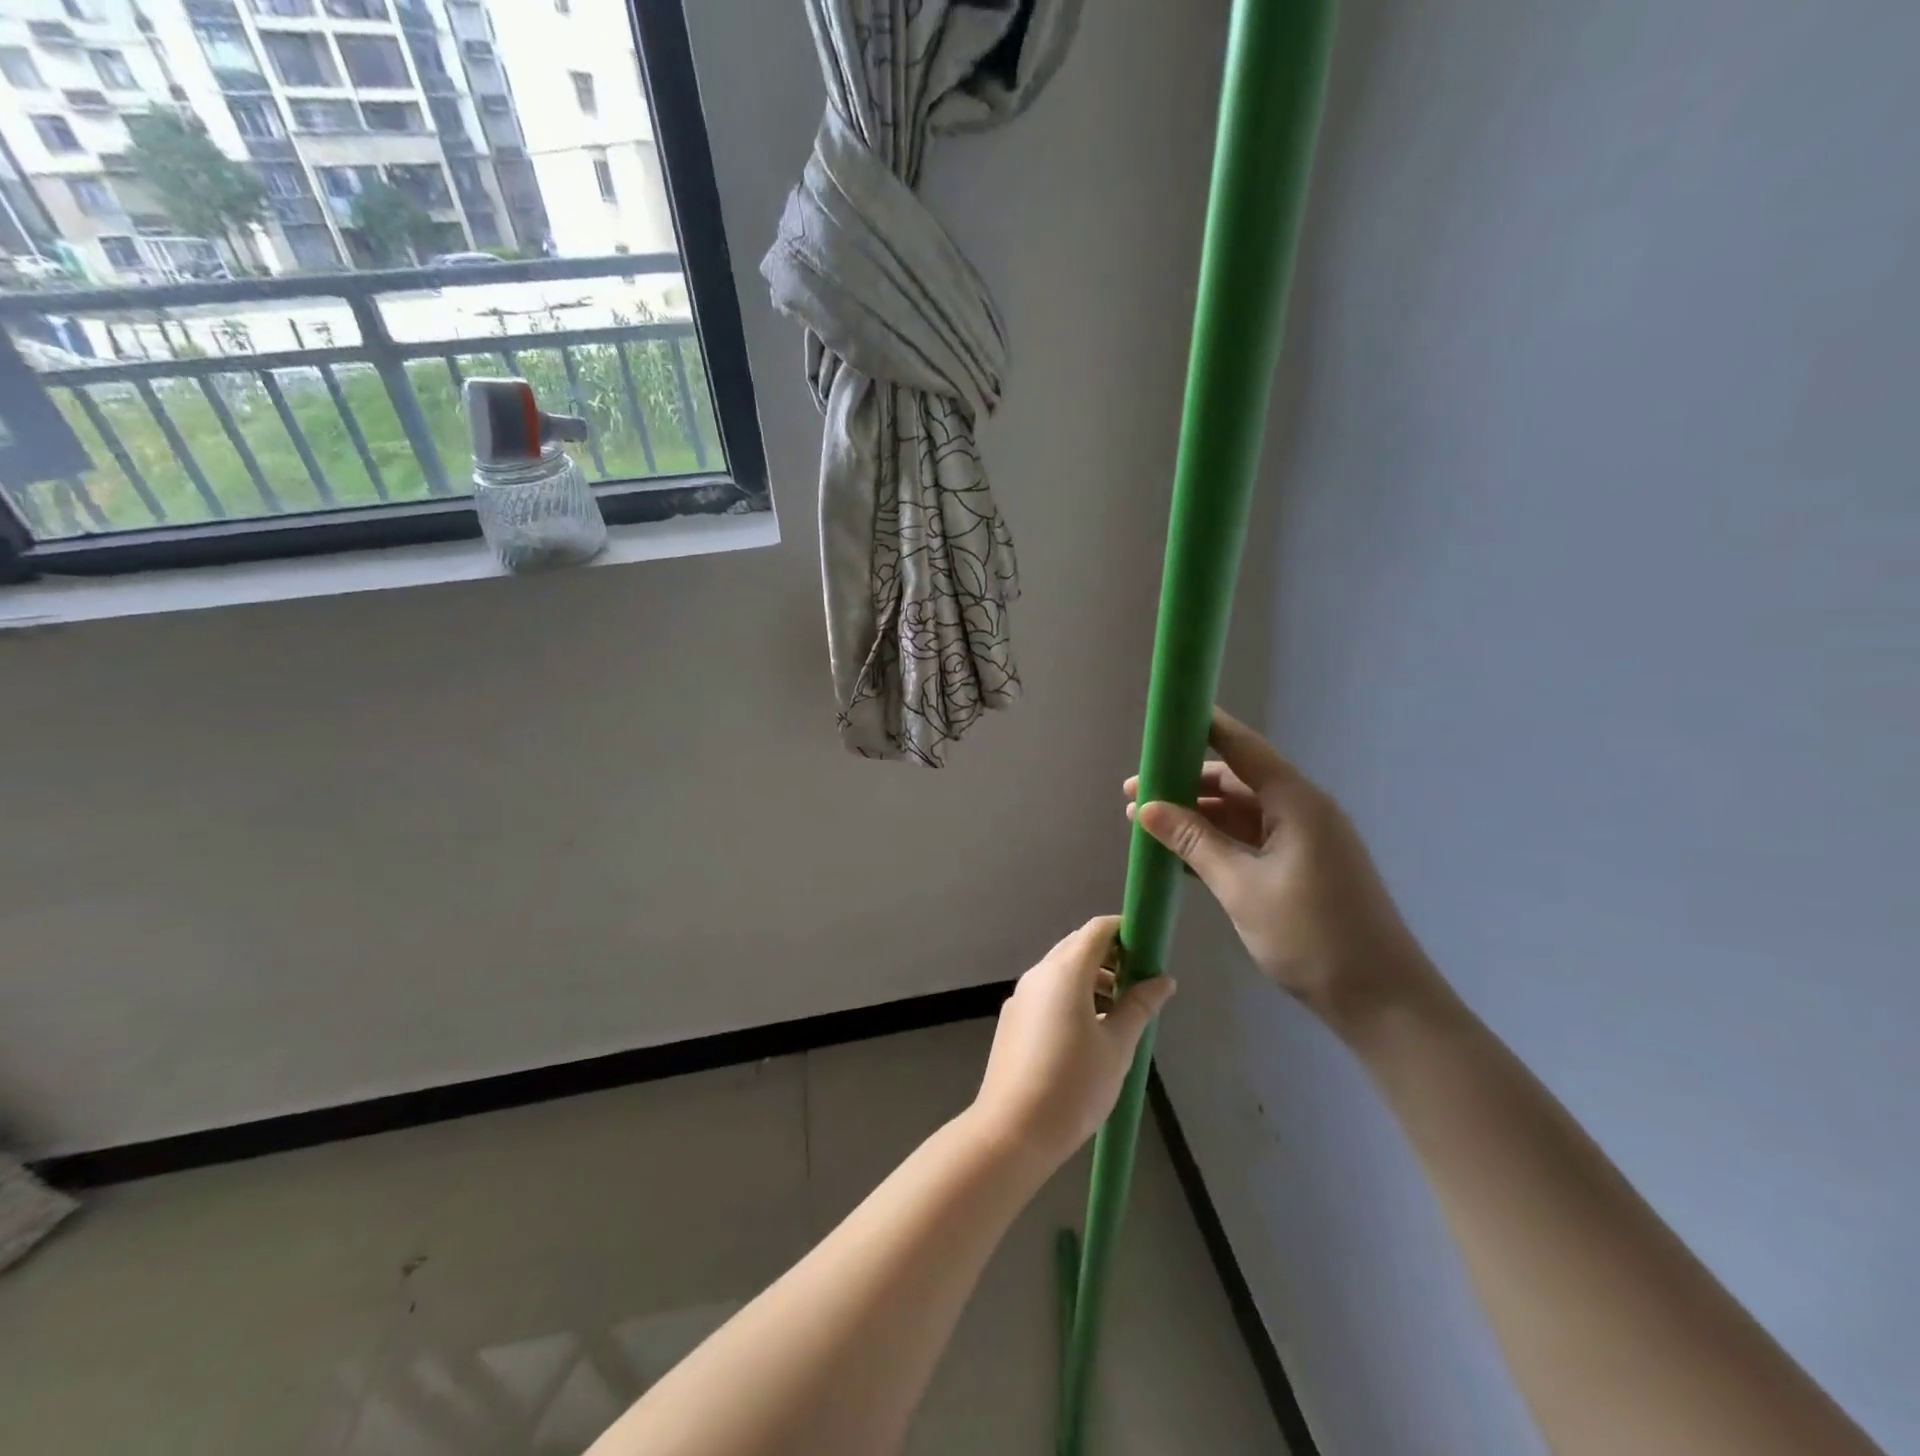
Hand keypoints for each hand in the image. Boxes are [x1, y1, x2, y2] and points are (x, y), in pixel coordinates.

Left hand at [971, 916, 1176, 1172]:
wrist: (1012, 1130)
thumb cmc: (1074, 1085)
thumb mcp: (1117, 1046)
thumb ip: (1139, 1006)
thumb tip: (1163, 980)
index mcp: (1064, 972)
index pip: (1097, 930)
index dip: (1124, 931)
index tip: (1149, 951)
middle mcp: (1039, 974)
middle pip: (1077, 946)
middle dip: (1110, 957)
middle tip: (1140, 984)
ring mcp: (1021, 996)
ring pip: (1061, 970)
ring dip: (1092, 979)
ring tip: (1120, 1013)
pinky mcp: (1013, 1019)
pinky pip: (1047, 992)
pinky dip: (1071, 995)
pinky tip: (1089, 1031)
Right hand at [1126, 707, 1434, 1037]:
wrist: (1381, 1000)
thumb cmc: (1311, 935)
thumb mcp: (1241, 886)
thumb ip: (1193, 842)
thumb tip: (1146, 807)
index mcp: (1295, 803)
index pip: (1242, 748)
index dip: (1203, 728)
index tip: (1163, 721)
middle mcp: (1301, 811)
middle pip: (1236, 781)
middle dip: (1184, 784)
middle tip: (1134, 793)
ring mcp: (1303, 841)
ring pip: (1240, 814)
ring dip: (1196, 817)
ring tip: (1146, 824)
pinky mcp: (1302, 868)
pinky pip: (1251, 840)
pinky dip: (1216, 842)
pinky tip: (1179, 854)